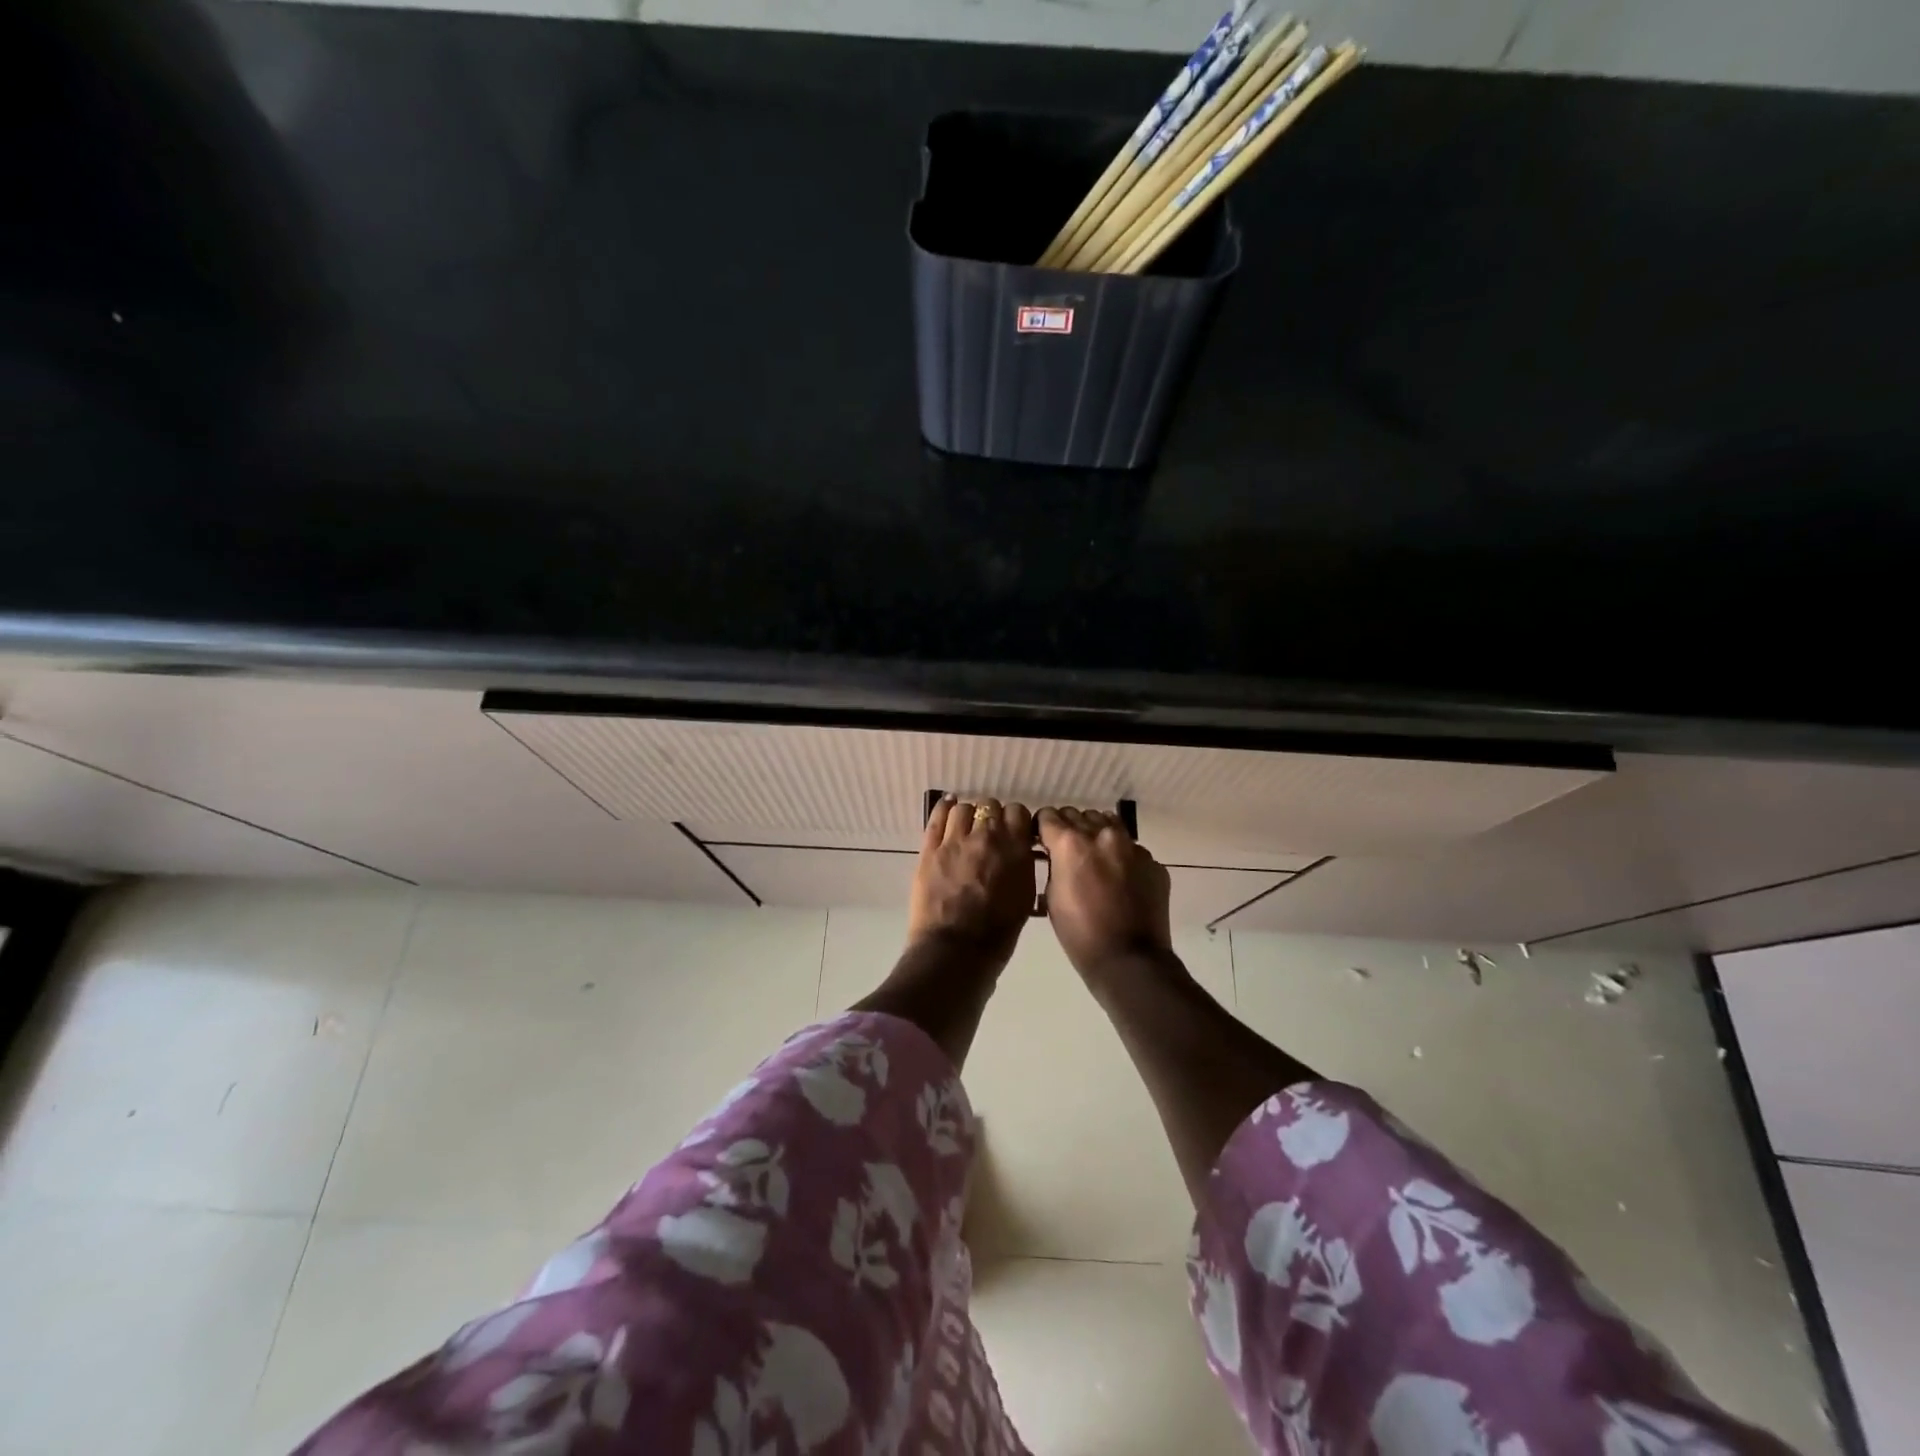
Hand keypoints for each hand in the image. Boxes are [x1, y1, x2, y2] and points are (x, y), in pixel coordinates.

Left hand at [908, 797, 1036, 967]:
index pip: (1018, 812)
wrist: (956, 951)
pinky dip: (944, 809)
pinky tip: (947, 808)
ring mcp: (955, 841)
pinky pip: (937, 817)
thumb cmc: (997, 934)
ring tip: (966, 827)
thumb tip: (1019, 851)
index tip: (1013, 830)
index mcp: (1015, 850)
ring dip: (968, 815)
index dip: (1015, 820)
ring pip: (963, 808)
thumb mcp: (1024, 898)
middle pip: (990, 806)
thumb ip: (1022, 867)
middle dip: (991, 816)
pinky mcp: (930, 849)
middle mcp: (987, 837)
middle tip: (989, 832)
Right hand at [1037, 806, 1172, 978]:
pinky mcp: (1152, 861)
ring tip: (1094, 859)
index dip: (1042, 828)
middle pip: (1077, 815)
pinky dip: (1120, 856)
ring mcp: (1131, 846)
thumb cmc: (1080, 933)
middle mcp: (1101, 835)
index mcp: (1070, 843)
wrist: (1130, 959)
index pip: (1048, 815)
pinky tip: (1119, 879)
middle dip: (1068, 829)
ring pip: (1106, 823)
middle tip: (1067, 852)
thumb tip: (1058, 854)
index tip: (1043, 842)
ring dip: (1095, 834)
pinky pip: (1131, 847)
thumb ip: (1054, 865)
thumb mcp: (1051, 897)